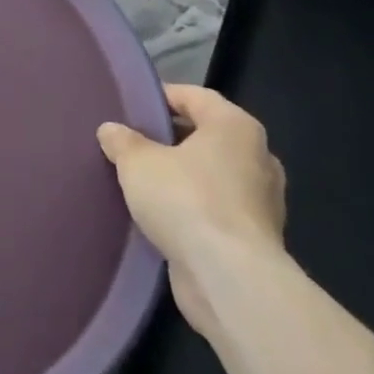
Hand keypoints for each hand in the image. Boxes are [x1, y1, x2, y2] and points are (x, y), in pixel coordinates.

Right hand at [99, 84, 286, 341]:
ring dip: (180, 175)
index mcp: (236, 128)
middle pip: (205, 135)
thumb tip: (111, 130)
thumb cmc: (185, 200)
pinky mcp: (254, 236)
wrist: (229, 277)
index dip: (161, 97)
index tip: (130, 106)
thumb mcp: (137, 162)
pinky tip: (160, 215)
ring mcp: (261, 200)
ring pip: (211, 174)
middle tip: (130, 143)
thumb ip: (122, 141)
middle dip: (168, 138)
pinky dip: (190, 206)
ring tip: (140, 181)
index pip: (195, 96)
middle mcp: (257, 157)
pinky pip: (215, 207)